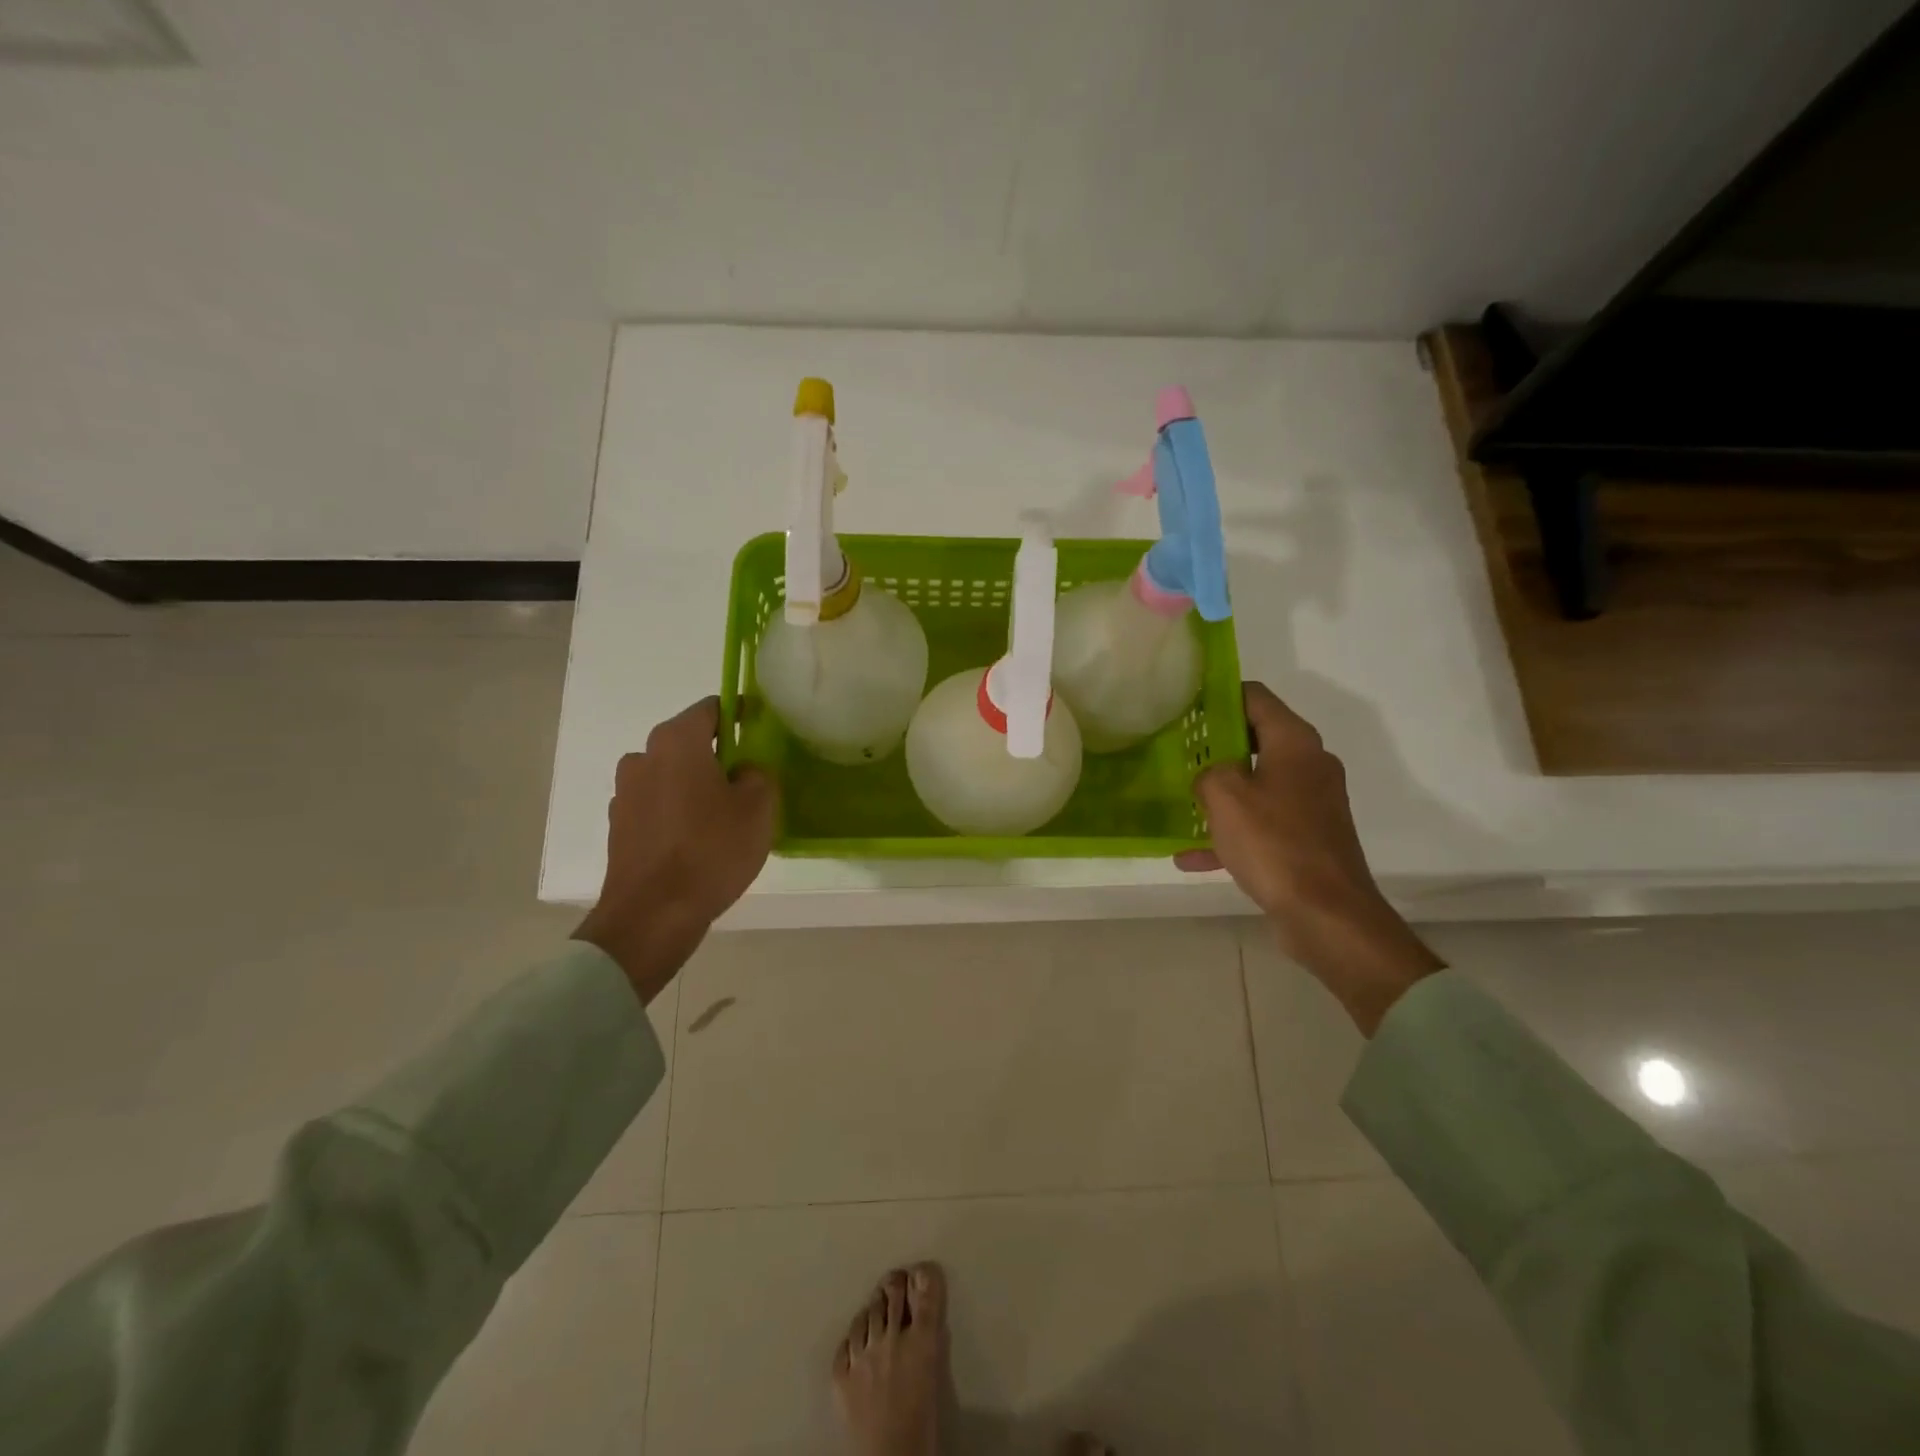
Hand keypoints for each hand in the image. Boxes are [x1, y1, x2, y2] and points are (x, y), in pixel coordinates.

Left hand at [573, 697, 776, 1002]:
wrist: (653, 914)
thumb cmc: (711, 850)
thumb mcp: (758, 808)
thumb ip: (757, 775)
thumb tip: (742, 771)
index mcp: (676, 742)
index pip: (711, 709)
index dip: (739, 714)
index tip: (759, 728)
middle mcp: (643, 757)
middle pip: (688, 742)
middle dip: (717, 753)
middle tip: (748, 778)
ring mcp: (625, 793)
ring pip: (670, 775)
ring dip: (694, 784)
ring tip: (723, 814)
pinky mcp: (619, 826)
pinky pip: (657, 804)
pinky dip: (676, 811)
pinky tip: (697, 839)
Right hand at [1177, 682, 1442, 1034]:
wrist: (1327, 914)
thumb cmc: (1274, 843)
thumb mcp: (1223, 796)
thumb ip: (1208, 772)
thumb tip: (1211, 776)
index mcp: (1295, 742)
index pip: (1255, 697)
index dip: (1218, 696)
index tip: (1185, 707)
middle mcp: (1310, 765)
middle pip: (1256, 739)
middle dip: (1215, 746)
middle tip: (1177, 753)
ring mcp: (1312, 804)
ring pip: (1257, 785)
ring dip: (1221, 793)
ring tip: (1182, 801)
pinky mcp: (1309, 839)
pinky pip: (1262, 825)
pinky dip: (1232, 834)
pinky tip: (1191, 856)